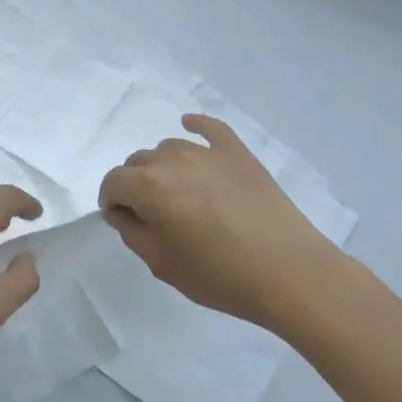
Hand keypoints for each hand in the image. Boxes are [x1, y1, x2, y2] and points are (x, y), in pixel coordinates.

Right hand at [98, 114, 346, 327]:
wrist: (290, 273)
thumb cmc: (220, 276)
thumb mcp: (162, 264)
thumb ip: (133, 233)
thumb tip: (124, 212)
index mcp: (149, 187)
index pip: (113, 182)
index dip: (111, 202)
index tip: (122, 221)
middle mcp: (173, 160)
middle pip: (138, 162)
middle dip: (135, 185)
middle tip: (152, 215)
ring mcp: (208, 153)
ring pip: (169, 148)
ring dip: (162, 167)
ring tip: (179, 195)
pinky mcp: (238, 154)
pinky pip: (211, 128)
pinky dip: (197, 125)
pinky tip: (191, 125)